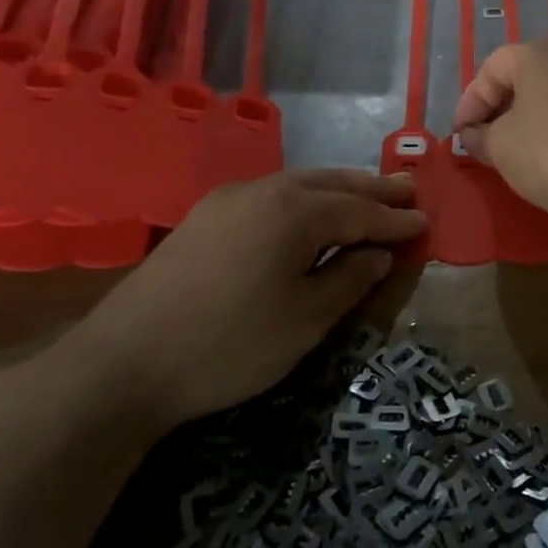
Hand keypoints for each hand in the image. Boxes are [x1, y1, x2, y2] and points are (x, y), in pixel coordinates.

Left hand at [60, 170, 425, 432]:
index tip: (425, 222)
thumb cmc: (229, 345)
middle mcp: (263, 191)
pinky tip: (310, 211)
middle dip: (371, 189)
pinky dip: (305, 198)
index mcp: (295, 212)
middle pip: (331, 184)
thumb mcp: (305, 320)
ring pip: (299, 183)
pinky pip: (272, 194)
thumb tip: (376, 254)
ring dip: (338, 188)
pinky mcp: (205, 218)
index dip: (395, 221)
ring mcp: (228, 200)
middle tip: (406, 190)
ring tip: (368, 194)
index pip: (360, 212)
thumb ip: (349, 279)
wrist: (121, 364)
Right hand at [452, 41, 547, 232]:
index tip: (461, 135)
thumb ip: (479, 136)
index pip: (491, 68)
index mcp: (538, 55)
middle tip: (485, 139)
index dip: (469, 102)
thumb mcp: (499, 147)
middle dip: (499, 107)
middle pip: (524, 76)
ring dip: (529, 118)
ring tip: (516, 151)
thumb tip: (473, 135)